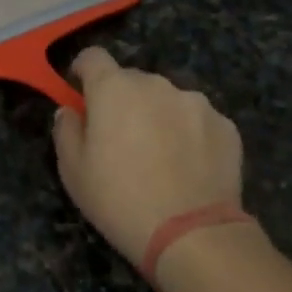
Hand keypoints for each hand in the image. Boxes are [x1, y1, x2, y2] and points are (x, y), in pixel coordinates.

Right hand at [52, 48, 244, 263]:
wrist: (192, 234)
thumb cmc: (120, 200)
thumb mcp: (73, 172)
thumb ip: (66, 131)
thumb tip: (70, 111)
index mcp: (114, 88)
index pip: (93, 57)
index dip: (84, 71)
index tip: (81, 92)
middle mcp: (156, 84)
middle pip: (132, 80)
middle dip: (123, 100)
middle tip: (121, 139)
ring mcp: (195, 102)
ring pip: (168, 100)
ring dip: (159, 116)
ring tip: (162, 157)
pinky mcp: (226, 125)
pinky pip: (198, 121)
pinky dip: (191, 135)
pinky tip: (190, 168)